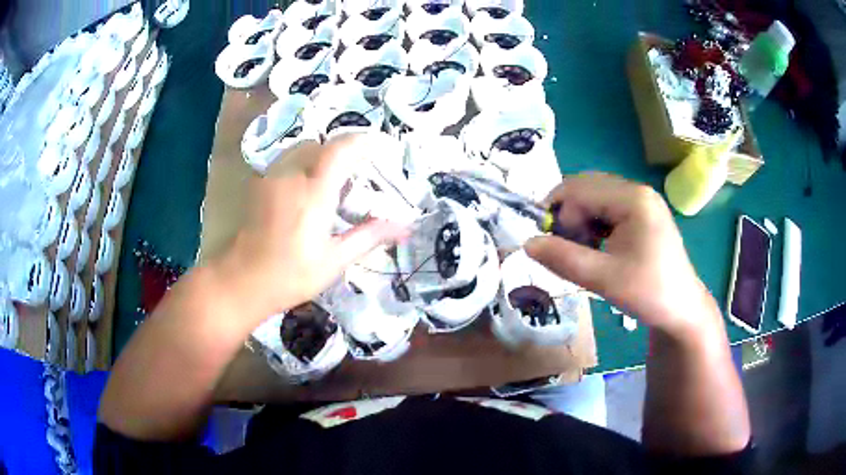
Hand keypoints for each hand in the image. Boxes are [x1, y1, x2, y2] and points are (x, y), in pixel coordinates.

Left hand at [210, 134, 407, 318]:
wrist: (242, 281)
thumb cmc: (291, 275)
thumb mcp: (335, 260)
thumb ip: (369, 236)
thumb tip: (404, 227)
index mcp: (314, 192)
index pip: (340, 149)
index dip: (361, 142)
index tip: (378, 148)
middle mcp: (291, 175)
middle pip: (320, 145)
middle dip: (340, 152)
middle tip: (354, 175)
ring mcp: (271, 177)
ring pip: (300, 149)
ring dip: (319, 157)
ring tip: (330, 182)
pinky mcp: (259, 184)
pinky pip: (285, 161)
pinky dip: (302, 165)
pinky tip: (304, 191)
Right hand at [525, 173, 719, 338]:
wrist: (681, 309)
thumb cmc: (648, 293)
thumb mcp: (603, 279)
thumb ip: (564, 259)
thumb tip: (527, 243)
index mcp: (632, 199)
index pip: (579, 190)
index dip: (558, 215)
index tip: (553, 248)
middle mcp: (637, 190)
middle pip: (586, 189)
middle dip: (568, 216)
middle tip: (566, 249)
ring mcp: (642, 201)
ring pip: (595, 198)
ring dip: (580, 221)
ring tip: (582, 250)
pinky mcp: (643, 213)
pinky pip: (607, 208)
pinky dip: (594, 224)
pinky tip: (597, 247)